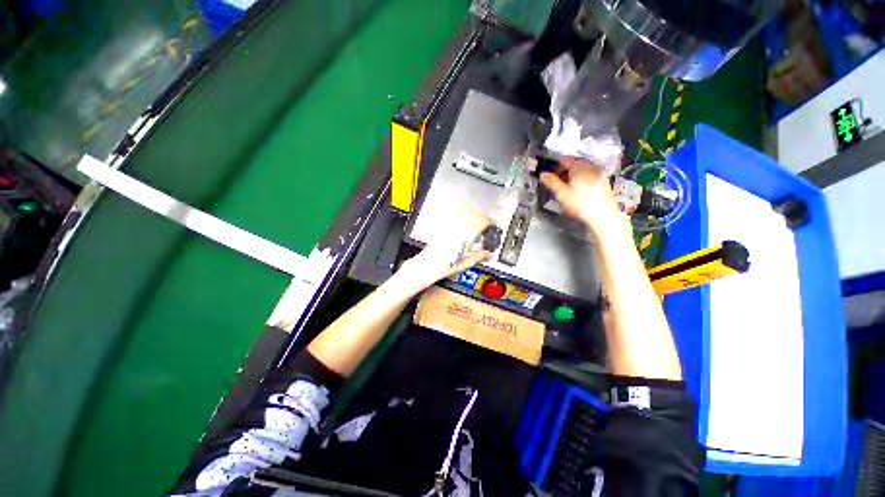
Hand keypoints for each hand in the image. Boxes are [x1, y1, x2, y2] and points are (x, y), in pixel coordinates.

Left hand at [398, 203, 492, 289]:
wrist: (429, 264)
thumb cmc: (446, 263)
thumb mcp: (468, 261)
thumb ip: (481, 255)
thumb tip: (488, 254)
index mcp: (469, 232)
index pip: (483, 221)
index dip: (489, 223)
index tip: (491, 226)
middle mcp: (459, 224)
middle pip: (474, 212)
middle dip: (481, 217)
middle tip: (483, 224)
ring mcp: (450, 223)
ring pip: (463, 210)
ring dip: (471, 213)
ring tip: (472, 221)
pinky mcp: (442, 225)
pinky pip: (453, 214)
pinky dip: (459, 214)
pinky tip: (459, 222)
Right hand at [540, 157, 626, 233]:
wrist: (604, 217)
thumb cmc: (581, 204)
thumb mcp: (562, 194)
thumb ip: (551, 182)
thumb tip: (543, 174)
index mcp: (580, 166)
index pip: (564, 160)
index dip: (554, 167)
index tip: (548, 176)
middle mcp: (591, 166)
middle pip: (574, 164)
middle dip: (563, 172)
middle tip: (555, 183)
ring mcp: (599, 173)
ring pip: (581, 170)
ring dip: (572, 176)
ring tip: (565, 188)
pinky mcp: (604, 181)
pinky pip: (589, 175)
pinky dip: (580, 179)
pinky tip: (577, 190)